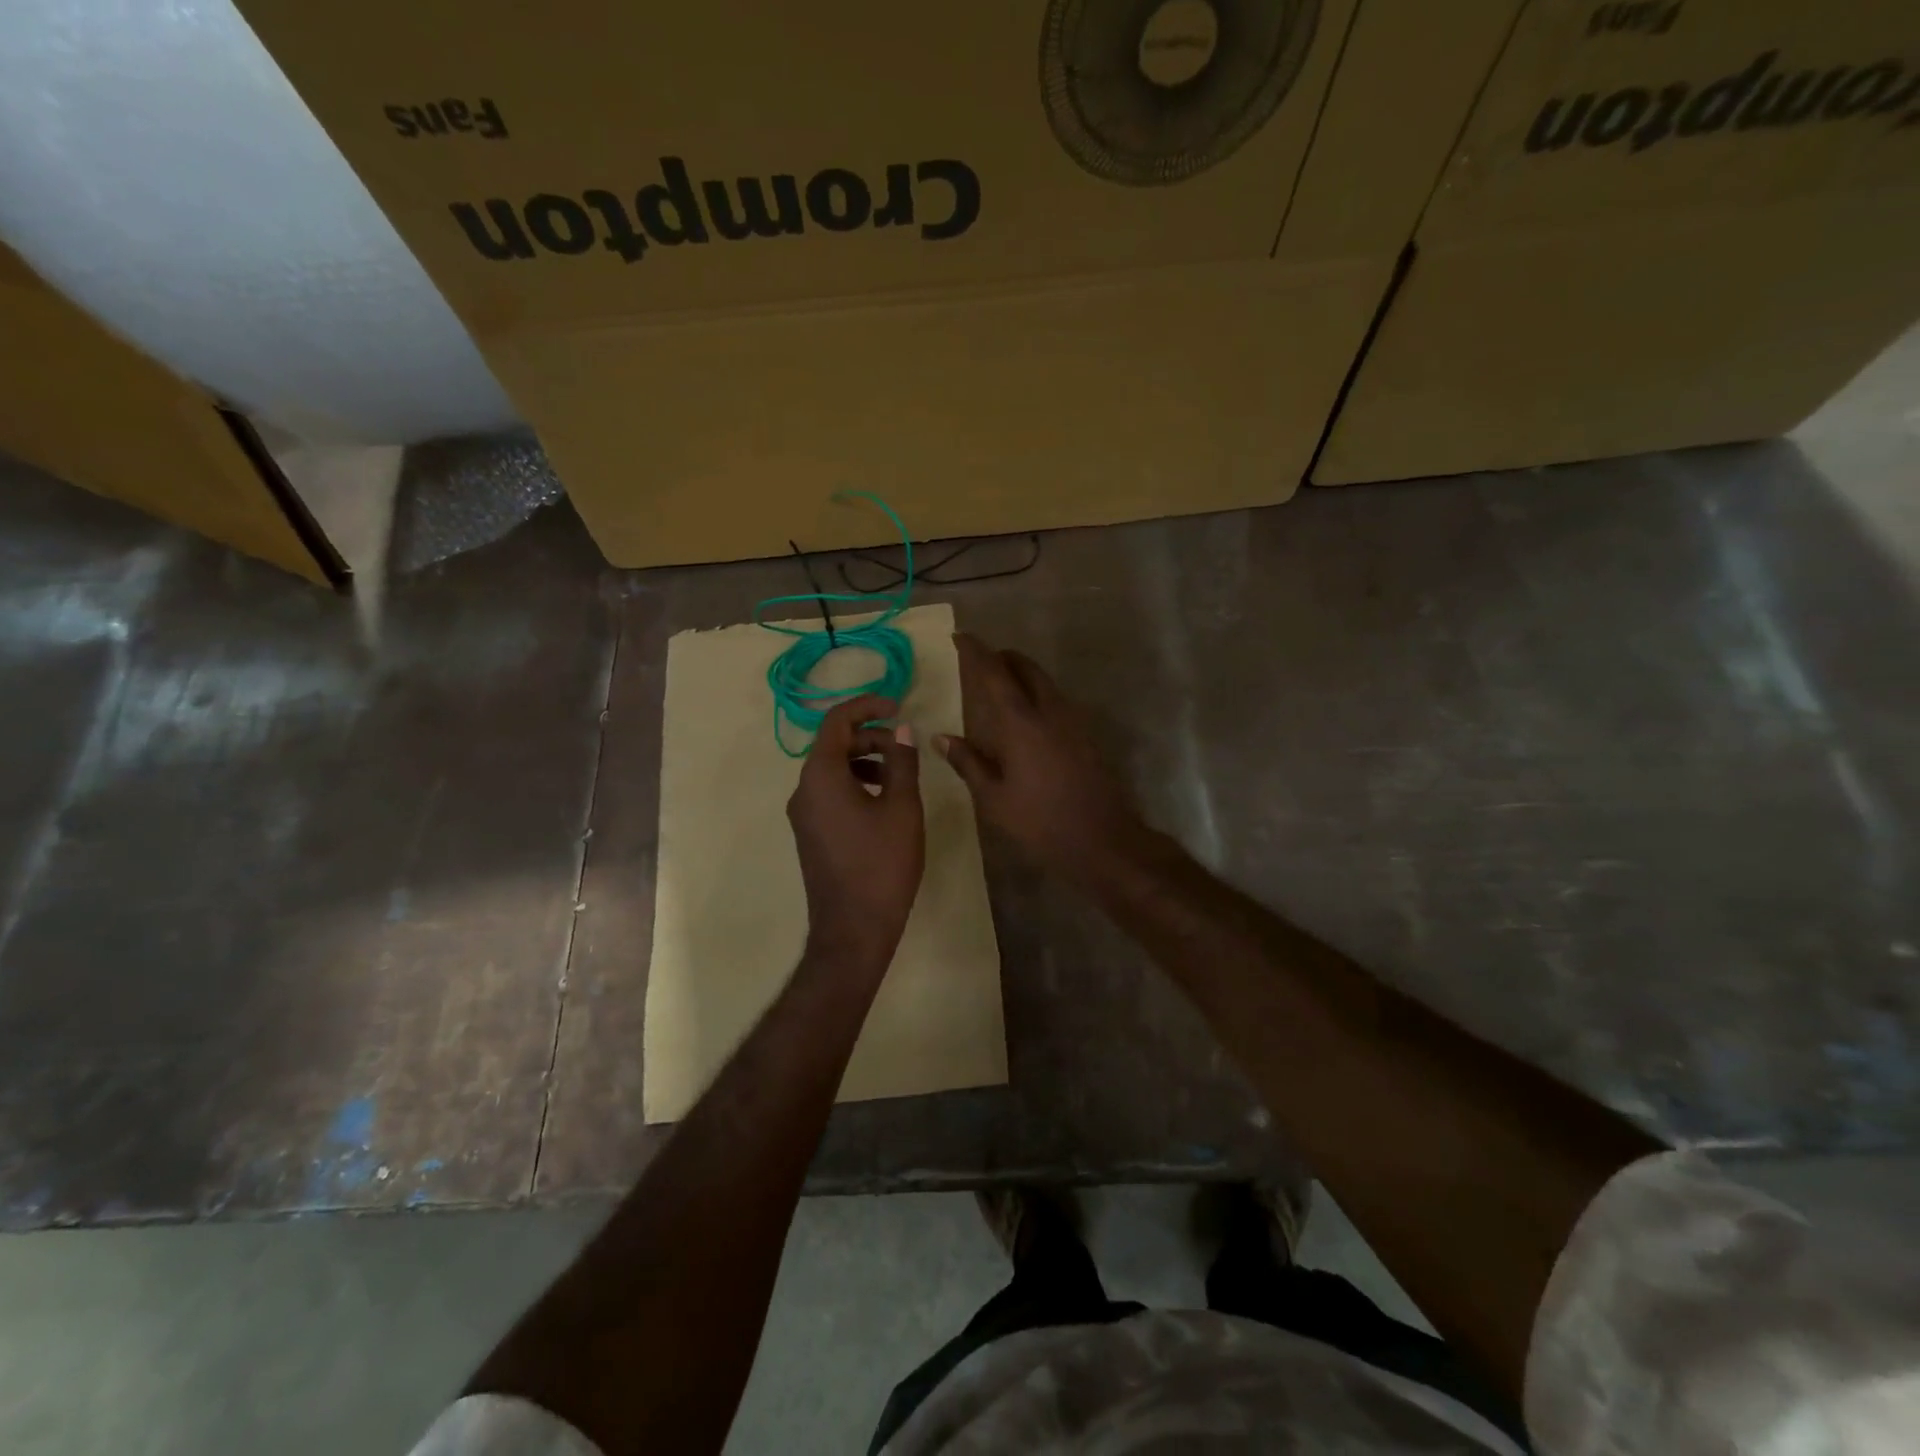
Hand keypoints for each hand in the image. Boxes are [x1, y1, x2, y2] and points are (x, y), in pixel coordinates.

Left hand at [787, 694, 924, 973]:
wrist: (854, 929)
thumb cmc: (882, 864)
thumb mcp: (902, 807)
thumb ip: (902, 762)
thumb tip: (902, 729)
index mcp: (820, 776)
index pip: (836, 721)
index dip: (867, 706)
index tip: (898, 706)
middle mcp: (803, 790)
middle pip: (833, 744)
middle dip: (870, 735)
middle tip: (905, 745)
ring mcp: (803, 814)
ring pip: (831, 770)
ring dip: (864, 760)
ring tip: (898, 773)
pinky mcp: (811, 833)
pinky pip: (829, 792)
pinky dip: (855, 783)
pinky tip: (883, 802)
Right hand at [937, 633, 1147, 885]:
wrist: (1102, 841)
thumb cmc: (1040, 822)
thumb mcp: (994, 799)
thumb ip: (968, 763)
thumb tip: (941, 737)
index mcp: (1021, 723)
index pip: (995, 674)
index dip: (976, 652)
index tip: (960, 637)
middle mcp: (1049, 712)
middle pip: (1027, 668)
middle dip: (1004, 657)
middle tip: (983, 659)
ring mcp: (1073, 722)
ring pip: (1045, 683)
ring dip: (1023, 674)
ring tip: (1001, 683)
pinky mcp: (1086, 736)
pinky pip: (1057, 700)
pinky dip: (1037, 693)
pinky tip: (1027, 715)